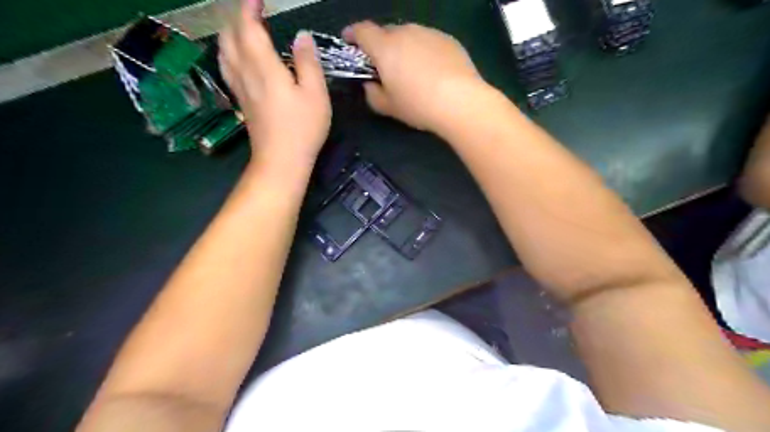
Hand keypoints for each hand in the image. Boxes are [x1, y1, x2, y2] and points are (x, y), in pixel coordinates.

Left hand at [220, 0, 333, 166]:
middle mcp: (246, 73)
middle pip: (230, 37)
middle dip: (237, 18)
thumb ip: (308, 62)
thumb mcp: (316, 95)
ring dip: (229, 33)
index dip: (249, 9)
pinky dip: (228, 53)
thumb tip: (302, 36)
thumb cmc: (303, 128)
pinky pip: (227, 68)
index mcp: (264, 68)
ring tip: (242, 29)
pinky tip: (236, 57)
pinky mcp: (241, 102)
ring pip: (224, 52)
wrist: (281, 160)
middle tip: (253, 12)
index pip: (248, 28)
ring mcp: (240, 89)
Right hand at [344, 22, 486, 130]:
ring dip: (404, 47)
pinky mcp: (448, 39)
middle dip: (381, 45)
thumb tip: (371, 85)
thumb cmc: (418, 105)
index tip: (349, 40)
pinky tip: (432, 70)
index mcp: (385, 47)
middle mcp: (406, 33)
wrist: (461, 101)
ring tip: (411, 70)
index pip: (362, 31)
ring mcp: (429, 33)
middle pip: (387, 32)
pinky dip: (424, 51)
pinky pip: (428, 41)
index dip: (352, 34)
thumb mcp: (389, 107)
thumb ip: (372, 94)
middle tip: (385, 66)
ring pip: (409, 35)